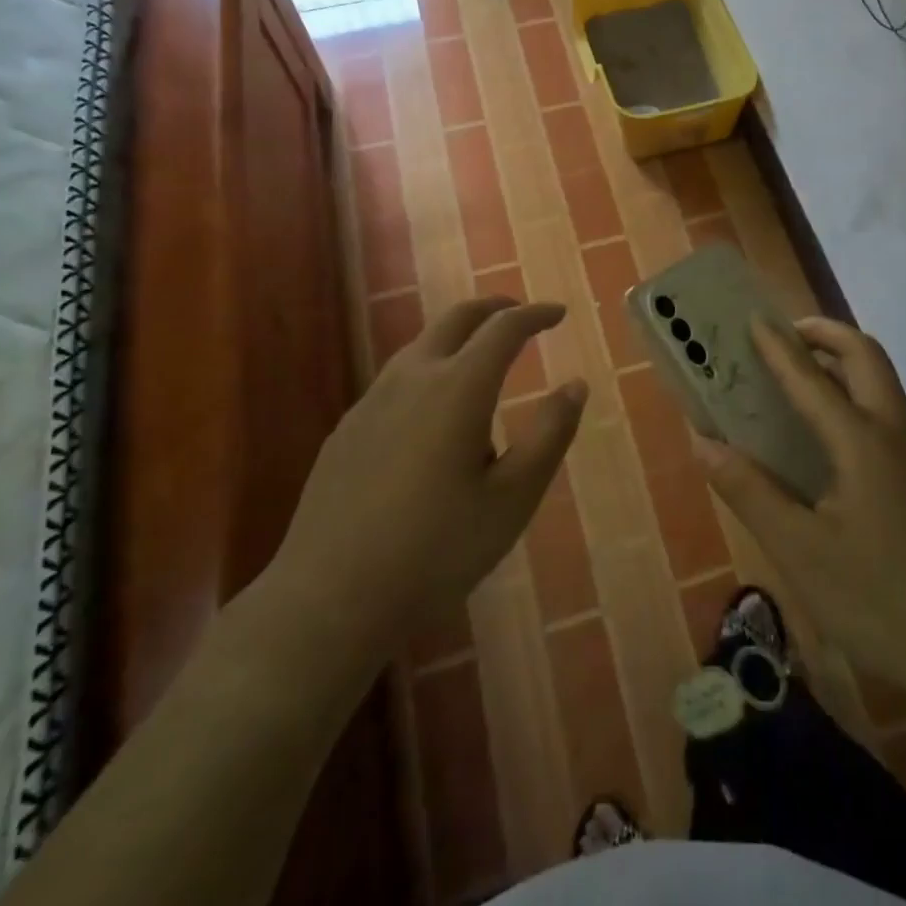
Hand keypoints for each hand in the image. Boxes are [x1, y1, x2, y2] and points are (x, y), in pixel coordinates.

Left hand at [262, 297, 587, 662]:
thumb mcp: (513, 498)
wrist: (330, 597)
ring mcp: (373, 400)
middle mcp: (413, 377)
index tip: (558, 313)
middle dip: (494, 308)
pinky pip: (397, 379)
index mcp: (459, 387)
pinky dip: (430, 370)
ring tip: (483, 363)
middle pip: (456, 319)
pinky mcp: (348, 428)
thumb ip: (549, 434)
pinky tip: (433, 415)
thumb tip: (575, 385)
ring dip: (459, 338)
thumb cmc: (437, 549)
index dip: (535, 314)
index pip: (504, 328)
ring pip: (422, 345)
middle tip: (521, 316)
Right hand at [698, 316, 905, 699]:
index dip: (779, 347)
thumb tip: (704, 444)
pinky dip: (861, 401)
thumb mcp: (800, 552)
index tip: (754, 319)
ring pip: (886, 386)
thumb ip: (750, 492)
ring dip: (846, 366)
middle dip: (828, 334)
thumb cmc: (881, 601)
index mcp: (863, 442)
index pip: (811, 378)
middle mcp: (899, 434)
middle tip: (789, 335)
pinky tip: (840, 446)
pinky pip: (893, 418)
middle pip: (867, 357)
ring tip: (807, 381)